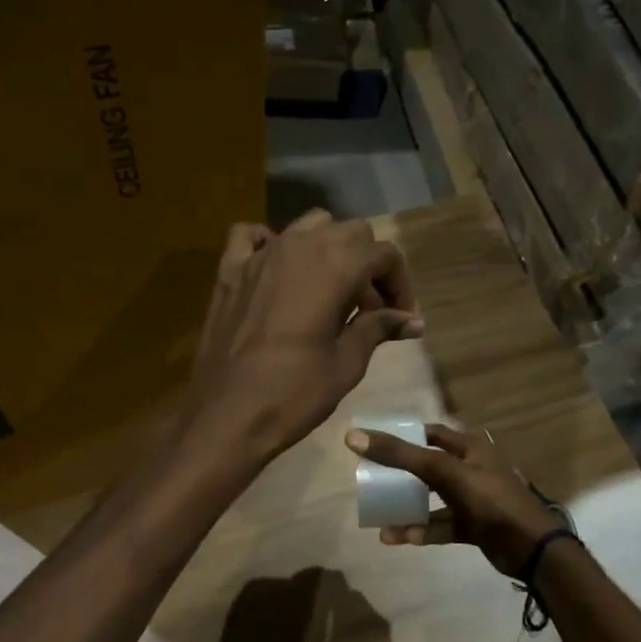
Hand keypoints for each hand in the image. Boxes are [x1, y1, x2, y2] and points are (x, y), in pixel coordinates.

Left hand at [184, 210, 422, 464]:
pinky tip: (279, 271)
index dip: (400, 284)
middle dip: (368, 265)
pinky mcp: (229, 271)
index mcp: (335, 266)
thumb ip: (379, 329)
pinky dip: (271, 244)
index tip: (401, 317)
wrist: (226, 415)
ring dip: (328, 249)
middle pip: (350, 233)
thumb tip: (413, 321)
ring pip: (307, 226)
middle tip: (370, 310)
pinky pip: (252, 237)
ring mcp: (260, 255)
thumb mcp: (346, 363)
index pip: (384, 254)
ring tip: (331, 291)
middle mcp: (300, 246)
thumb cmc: (294, 393)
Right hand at [345, 423, 566, 577]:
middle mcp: (472, 469)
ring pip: (432, 498)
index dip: (405, 435)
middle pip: (429, 466)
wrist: (530, 548)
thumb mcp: (443, 471)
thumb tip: (353, 436)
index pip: (431, 433)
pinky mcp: (473, 526)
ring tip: (378, 512)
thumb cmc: (489, 499)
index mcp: (471, 448)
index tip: (376, 443)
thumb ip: (400, 455)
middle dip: (401, 473)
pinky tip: (395, 537)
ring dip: (407, 506)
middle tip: (372, 477)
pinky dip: (420, 530)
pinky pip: (440, 525)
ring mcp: (474, 499)